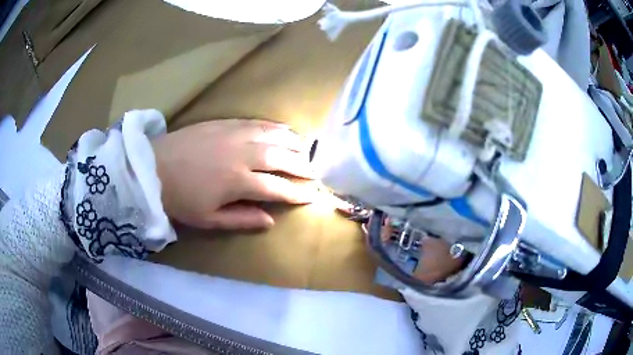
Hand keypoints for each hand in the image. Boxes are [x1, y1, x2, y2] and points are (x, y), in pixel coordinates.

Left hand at [152, 119, 316, 229]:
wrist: (153, 168)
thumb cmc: (180, 198)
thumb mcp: (208, 219)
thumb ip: (241, 219)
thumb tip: (270, 221)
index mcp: (238, 182)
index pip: (277, 188)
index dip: (297, 193)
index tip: (311, 195)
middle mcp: (242, 155)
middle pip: (281, 158)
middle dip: (302, 166)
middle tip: (314, 171)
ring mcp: (234, 135)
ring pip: (273, 136)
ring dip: (293, 143)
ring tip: (306, 149)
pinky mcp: (225, 123)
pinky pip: (256, 122)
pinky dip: (274, 126)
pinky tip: (284, 128)